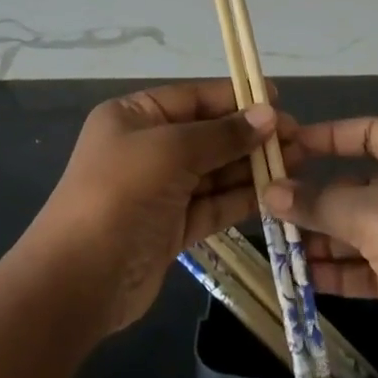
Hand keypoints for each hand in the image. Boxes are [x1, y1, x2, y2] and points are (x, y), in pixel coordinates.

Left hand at [24, 80, 294, 332]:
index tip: (279, 99)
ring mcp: (159, 190)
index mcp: (134, 116)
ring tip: (297, 163)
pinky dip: (241, 199)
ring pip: (214, 171)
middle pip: (208, 134)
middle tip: (299, 138)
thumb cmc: (120, 194)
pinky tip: (275, 194)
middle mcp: (147, 148)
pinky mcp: (172, 228)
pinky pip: (213, 205)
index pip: (193, 97)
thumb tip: (269, 115)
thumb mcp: (171, 150)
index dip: (236, 97)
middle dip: (250, 135)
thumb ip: (222, 134)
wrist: (78, 280)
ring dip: (252, 167)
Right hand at [266, 117, 377, 377]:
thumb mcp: (369, 215)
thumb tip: (269, 193)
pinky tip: (304, 278)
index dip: (329, 136)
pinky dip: (342, 269)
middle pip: (362, 184)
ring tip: (280, 245)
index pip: (371, 132)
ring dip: (325, 237)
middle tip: (272, 206)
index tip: (288, 148)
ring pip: (365, 228)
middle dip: (318, 197)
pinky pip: (373, 264)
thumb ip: (317, 203)